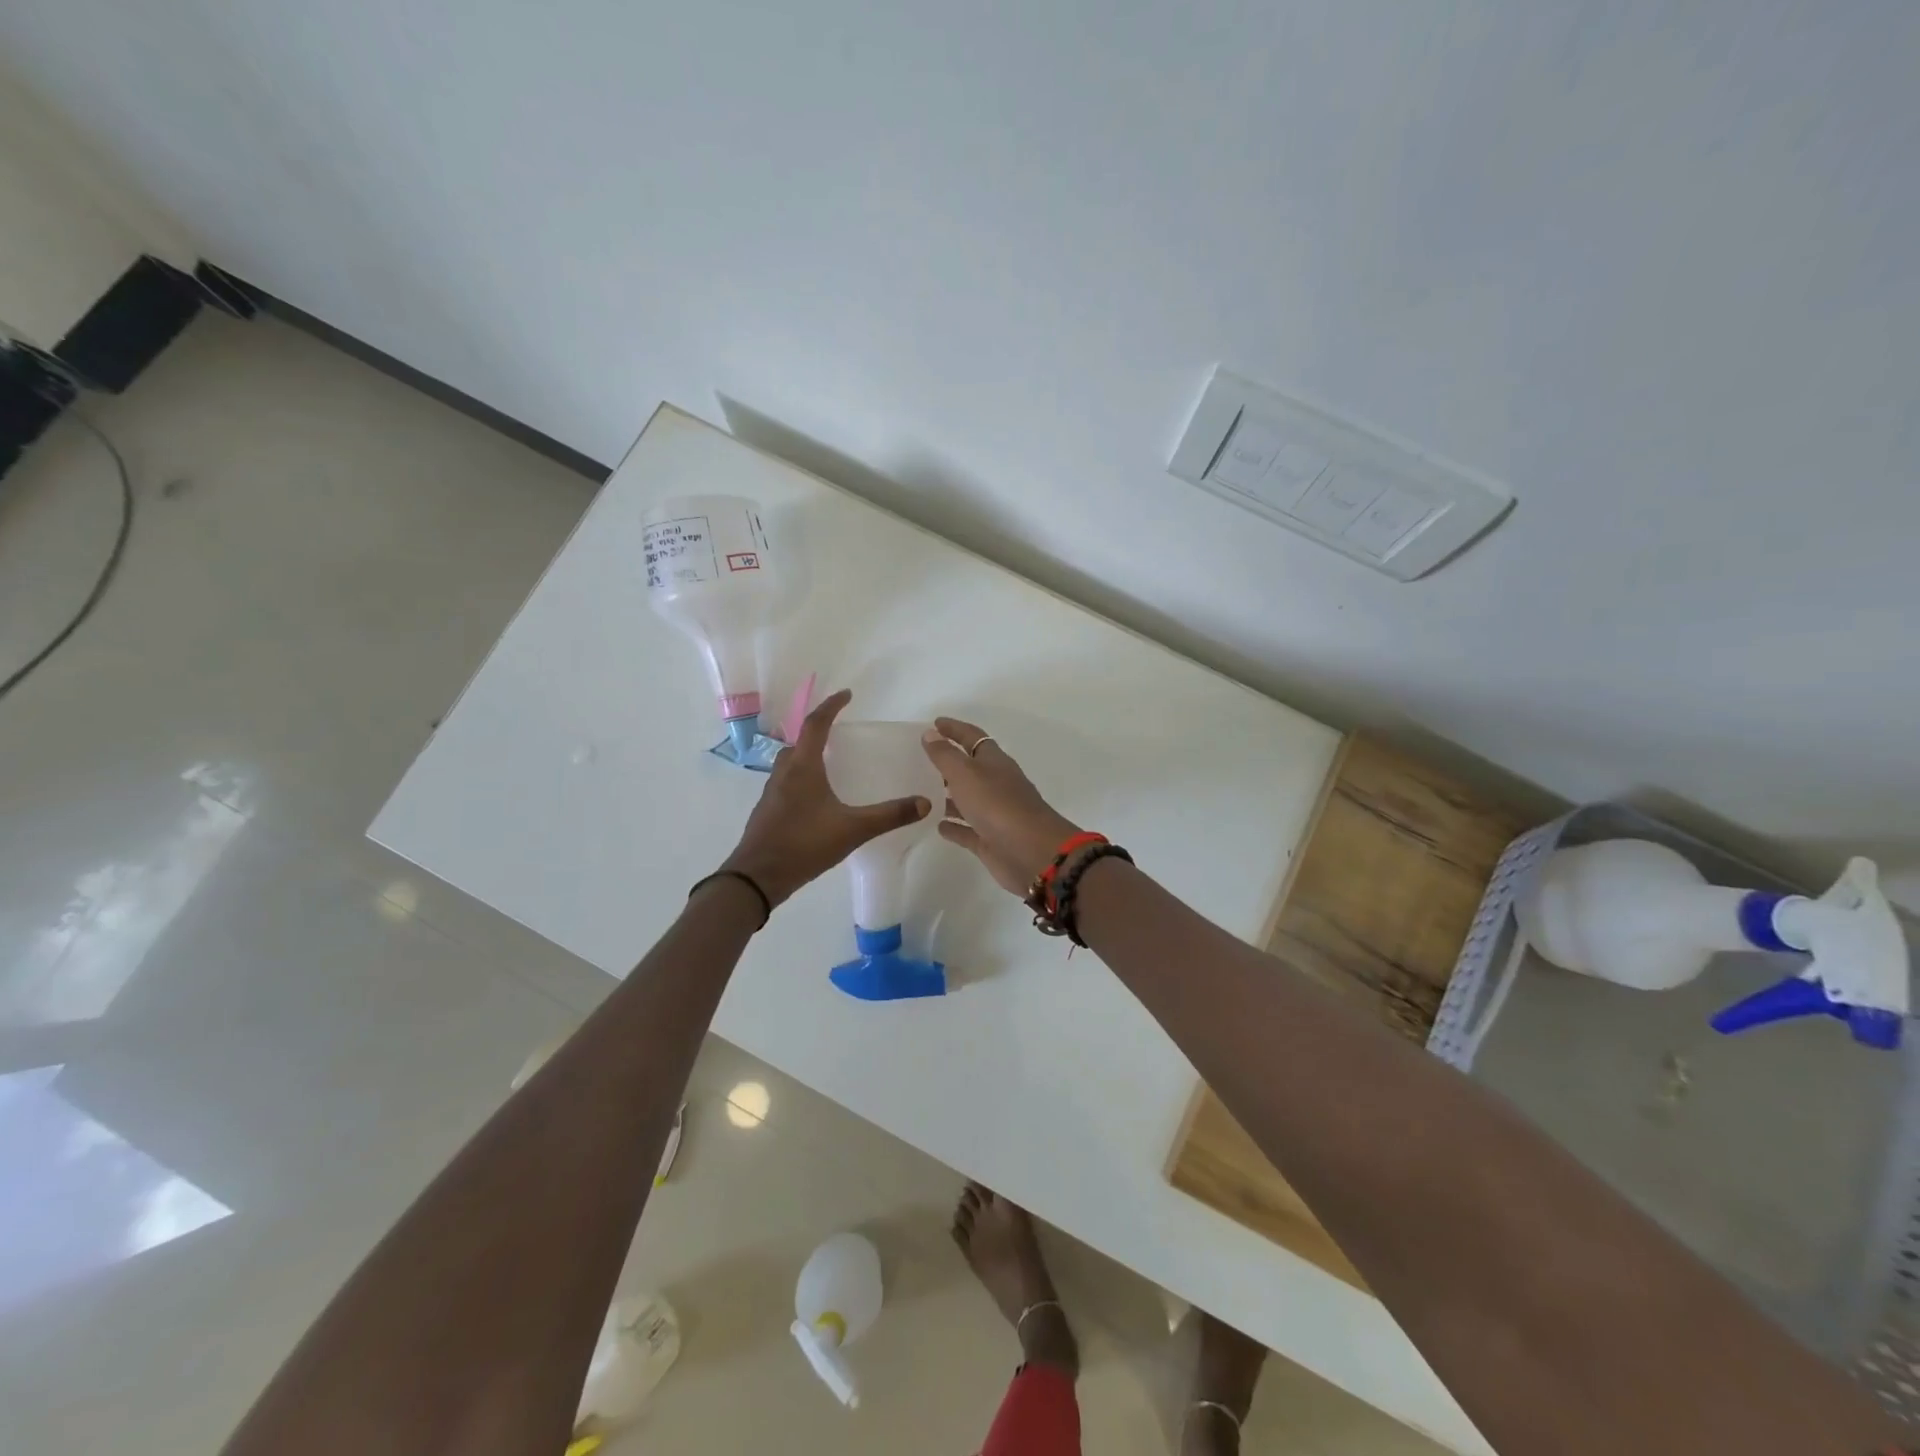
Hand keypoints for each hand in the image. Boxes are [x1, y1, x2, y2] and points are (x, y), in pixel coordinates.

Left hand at [719, 689, 929, 907]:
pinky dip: (803, 778)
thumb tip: (924, 802)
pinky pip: (787, 783)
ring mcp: (772, 793)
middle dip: (819, 730)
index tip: (847, 694)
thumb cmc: (803, 844)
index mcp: (803, 767)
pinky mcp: (768, 812)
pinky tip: (817, 798)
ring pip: (791, 763)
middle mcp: (784, 773)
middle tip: (840, 731)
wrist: (756, 877)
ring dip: (808, 755)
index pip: (816, 724)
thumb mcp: (853, 829)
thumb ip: (889, 815)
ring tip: (831, 763)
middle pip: (800, 741)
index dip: (831, 706)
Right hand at [921, 717, 1081, 895]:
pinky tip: (936, 825)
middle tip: (920, 759)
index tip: (934, 723)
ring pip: (967, 800)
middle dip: (948, 763)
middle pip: (970, 768)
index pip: (972, 737)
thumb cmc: (998, 805)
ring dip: (948, 795)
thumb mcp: (966, 774)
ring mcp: (994, 813)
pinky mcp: (990, 840)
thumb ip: (945, 755)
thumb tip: (930, 733)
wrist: (1032, 853)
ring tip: (921, 792)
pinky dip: (953, 826)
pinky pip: (967, 830)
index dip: (954, 729)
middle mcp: (996, 784)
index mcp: (995, 762)